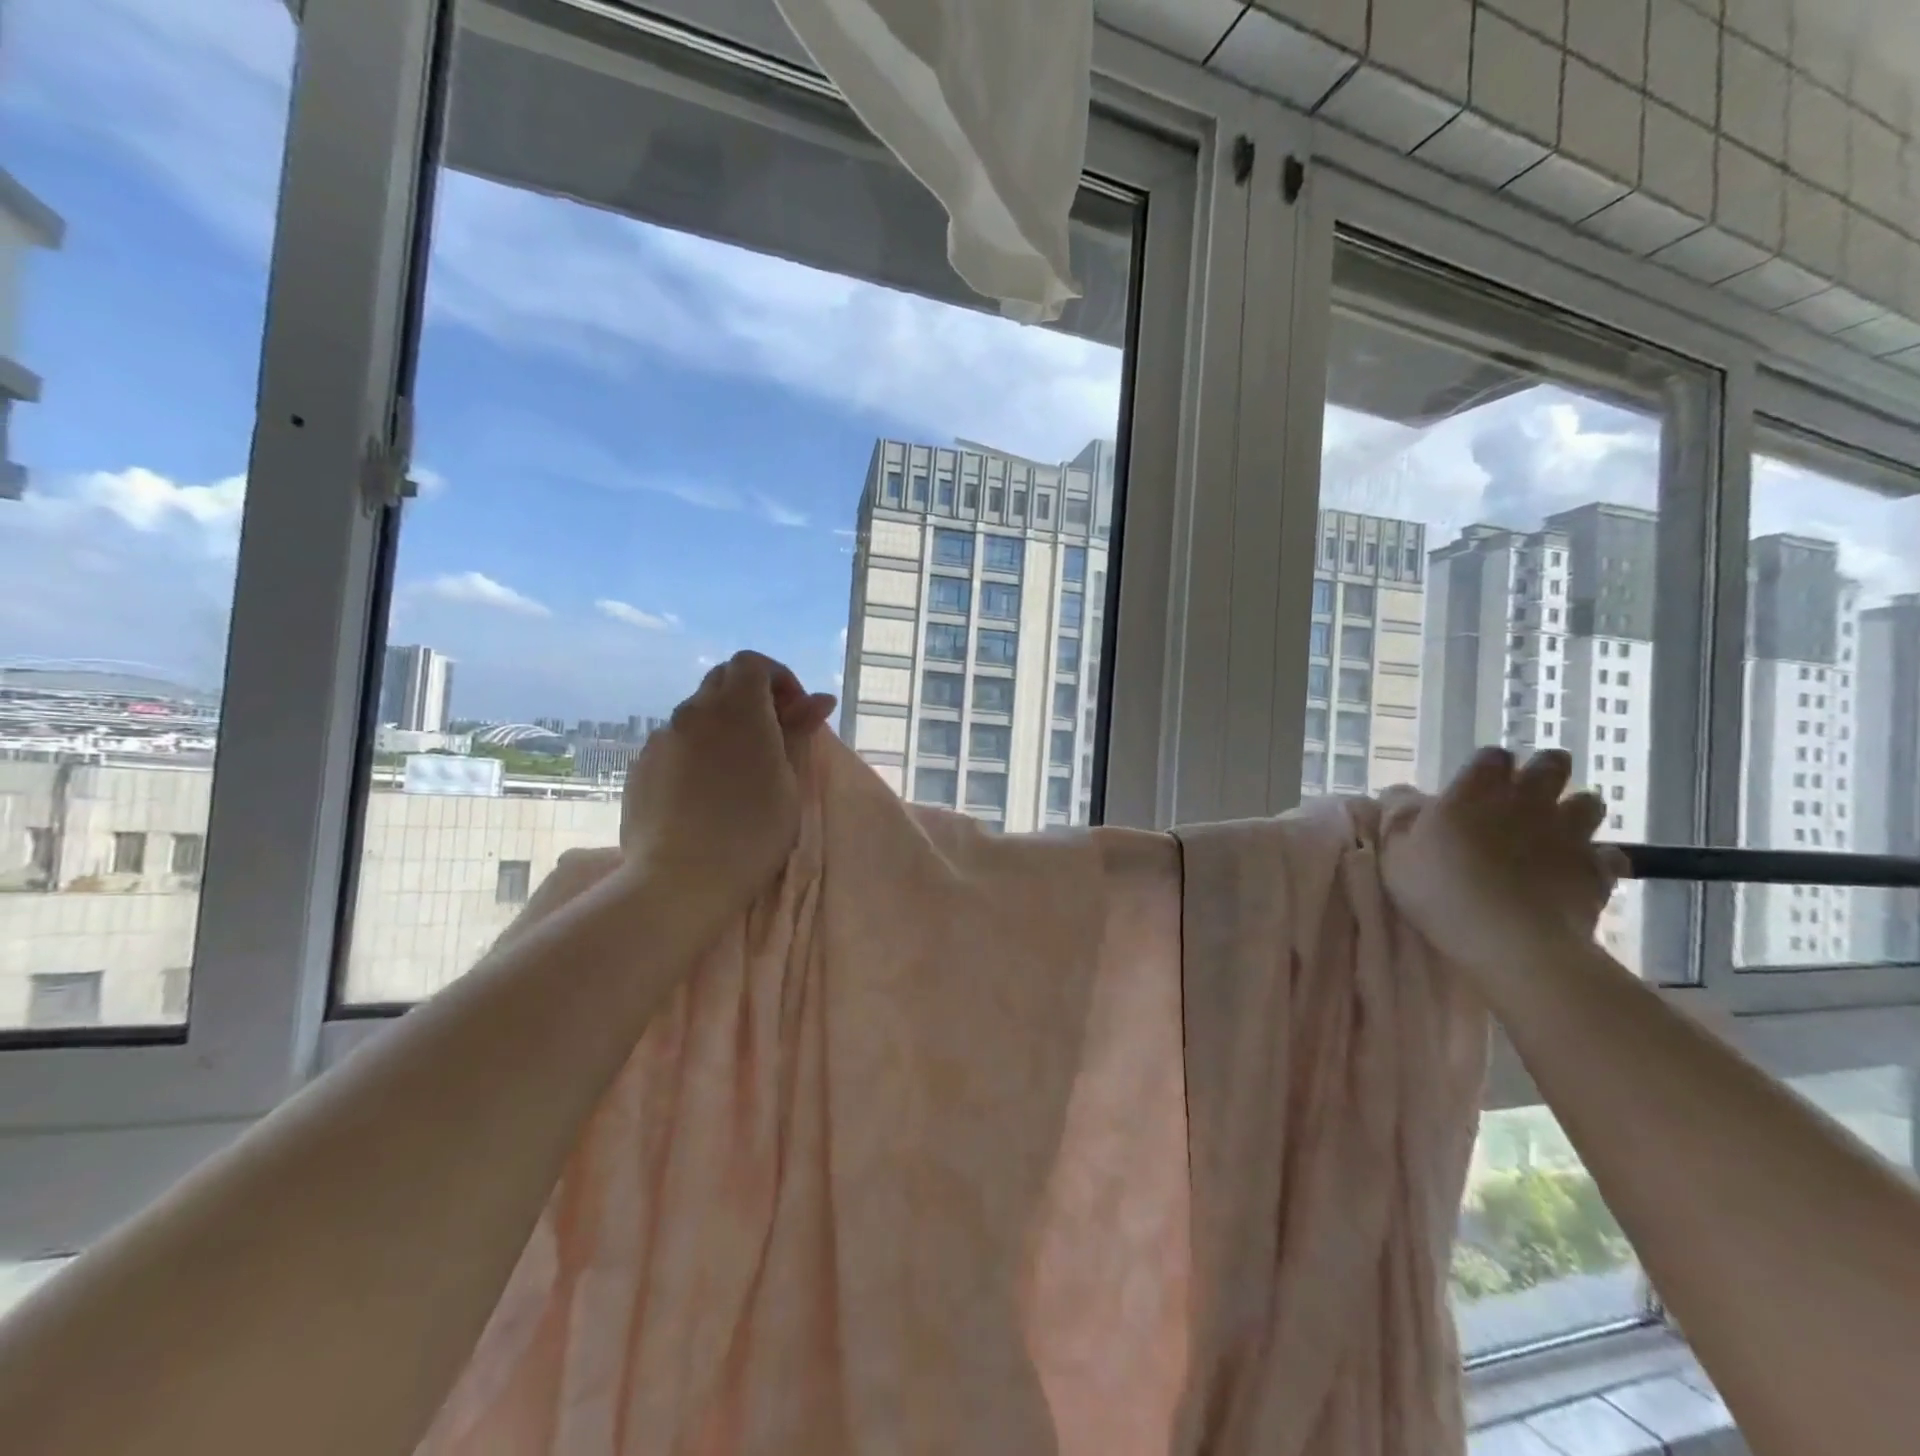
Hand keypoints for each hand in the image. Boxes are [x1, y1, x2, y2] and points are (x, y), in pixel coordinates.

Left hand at [620, 651, 835, 910]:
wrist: (681, 880)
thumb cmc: (752, 831)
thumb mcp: (789, 781)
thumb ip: (798, 731)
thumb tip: (818, 699)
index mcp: (737, 708)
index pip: (752, 662)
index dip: (778, 679)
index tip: (795, 714)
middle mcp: (694, 712)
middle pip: (722, 681)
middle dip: (752, 698)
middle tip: (773, 738)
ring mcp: (661, 739)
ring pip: (697, 714)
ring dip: (723, 726)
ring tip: (739, 771)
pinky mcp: (641, 767)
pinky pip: (675, 744)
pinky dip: (697, 752)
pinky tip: (706, 793)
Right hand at [1380, 747, 1629, 977]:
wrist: (1510, 940)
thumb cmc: (1440, 889)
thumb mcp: (1395, 852)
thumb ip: (1399, 817)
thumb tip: (1400, 793)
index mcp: (1476, 791)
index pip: (1493, 757)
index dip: (1488, 765)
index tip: (1479, 781)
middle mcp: (1527, 801)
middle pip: (1551, 765)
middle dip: (1545, 770)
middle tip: (1528, 791)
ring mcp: (1568, 834)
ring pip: (1589, 803)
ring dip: (1576, 809)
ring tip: (1557, 827)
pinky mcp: (1597, 870)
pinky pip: (1610, 855)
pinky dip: (1599, 858)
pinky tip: (1581, 870)